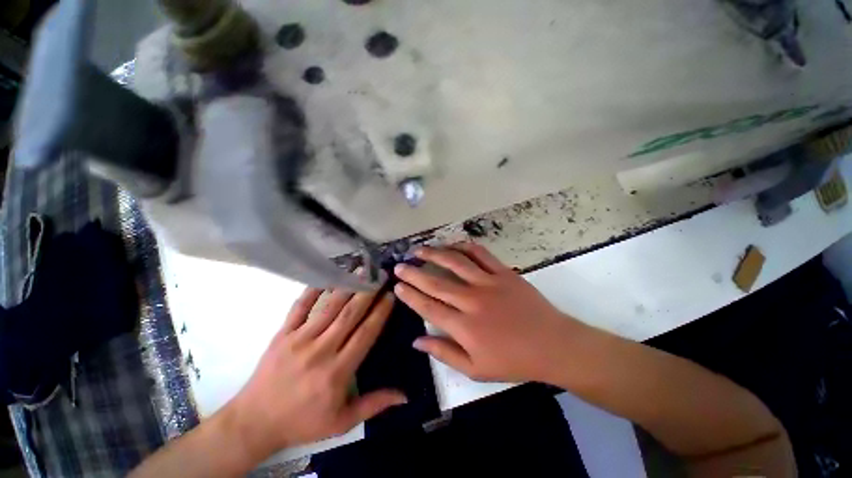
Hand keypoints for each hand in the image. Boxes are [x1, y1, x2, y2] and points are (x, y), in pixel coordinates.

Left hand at [226, 283, 404, 460]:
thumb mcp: (342, 422)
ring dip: (347, 286)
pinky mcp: (282, 334)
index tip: (390, 296)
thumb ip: (374, 405)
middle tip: (380, 275)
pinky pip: (299, 307)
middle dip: (368, 292)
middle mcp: (321, 350)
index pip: (365, 333)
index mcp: (337, 371)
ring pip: (329, 307)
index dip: (380, 312)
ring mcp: (299, 339)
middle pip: (350, 314)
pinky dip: (313, 290)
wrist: (254, 423)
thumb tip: (405, 395)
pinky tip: (325, 276)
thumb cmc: (302, 422)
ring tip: (361, 271)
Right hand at [394, 243, 582, 383]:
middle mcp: (472, 301)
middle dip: (414, 273)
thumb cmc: (513, 361)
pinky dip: (465, 247)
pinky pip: (481, 254)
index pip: (428, 307)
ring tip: (419, 249)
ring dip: (435, 255)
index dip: (410, 295)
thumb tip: (417, 341)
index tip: (397, 285)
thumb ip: (444, 353)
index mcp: (464, 327)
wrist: (552, 345)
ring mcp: (489, 283)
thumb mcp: (476, 369)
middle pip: (436, 283)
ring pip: (455, 263)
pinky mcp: (504, 272)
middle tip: (399, 265)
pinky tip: (452, 244)